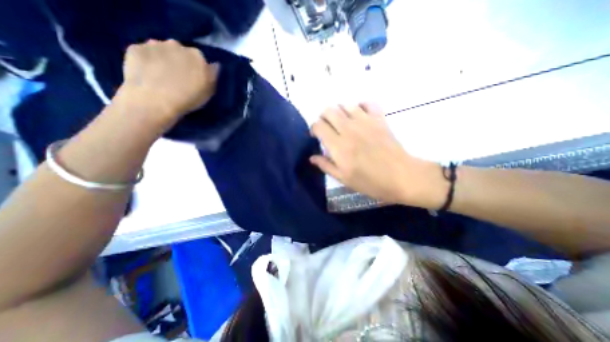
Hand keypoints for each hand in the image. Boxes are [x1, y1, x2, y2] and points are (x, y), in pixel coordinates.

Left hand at [118, 37, 219, 127]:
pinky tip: (147, 74)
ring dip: (163, 59)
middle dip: (180, 61)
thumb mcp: (209, 90)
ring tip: (161, 76)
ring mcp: (154, 44)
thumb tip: (213, 65)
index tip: (195, 78)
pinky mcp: (134, 48)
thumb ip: (212, 75)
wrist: (155, 100)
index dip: (197, 68)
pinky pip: (144, 53)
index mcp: (197, 56)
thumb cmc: (188, 98)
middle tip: (178, 77)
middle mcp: (176, 45)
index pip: (200, 58)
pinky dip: (146, 61)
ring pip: (161, 50)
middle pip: (180, 51)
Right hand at [312, 103, 445, 206]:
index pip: (318, 126)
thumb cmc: (370, 181)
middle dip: (324, 117)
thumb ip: (326, 165)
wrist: (401, 176)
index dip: (314, 129)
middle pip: (329, 111)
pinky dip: (360, 106)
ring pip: (345, 105)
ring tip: (342, 123)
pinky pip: (367, 103)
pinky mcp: (379, 119)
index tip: (317, 136)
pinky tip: (360, 116)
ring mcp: (365, 121)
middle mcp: (349, 129)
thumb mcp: (344, 178)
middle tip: (328, 128)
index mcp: (338, 146)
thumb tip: (312, 157)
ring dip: (339, 112)